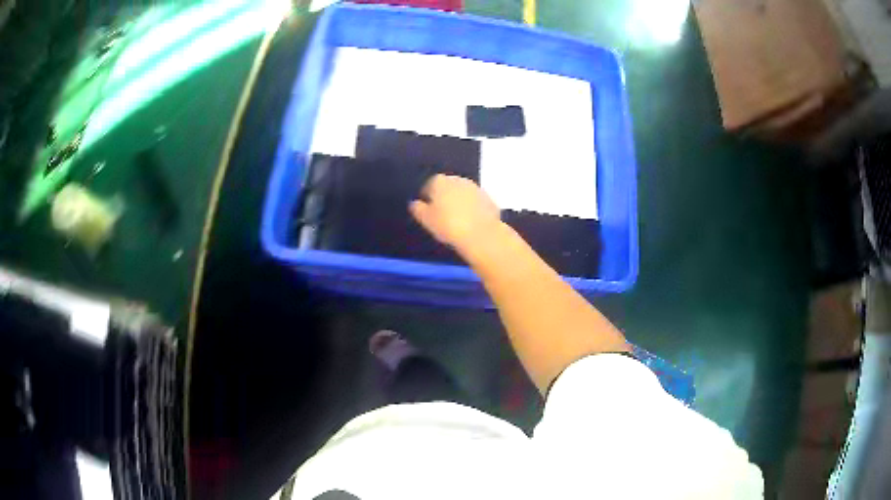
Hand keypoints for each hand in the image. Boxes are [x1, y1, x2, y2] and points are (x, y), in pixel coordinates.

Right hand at [410, 175, 500, 250]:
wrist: (481, 235)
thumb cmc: (448, 225)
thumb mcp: (426, 220)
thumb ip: (417, 209)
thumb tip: (414, 203)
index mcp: (440, 181)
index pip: (429, 185)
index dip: (427, 198)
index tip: (428, 211)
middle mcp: (458, 179)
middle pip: (448, 187)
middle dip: (445, 197)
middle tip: (442, 215)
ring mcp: (476, 188)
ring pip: (463, 193)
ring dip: (460, 202)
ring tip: (457, 220)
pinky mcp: (489, 198)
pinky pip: (476, 202)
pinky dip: (473, 209)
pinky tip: (471, 223)